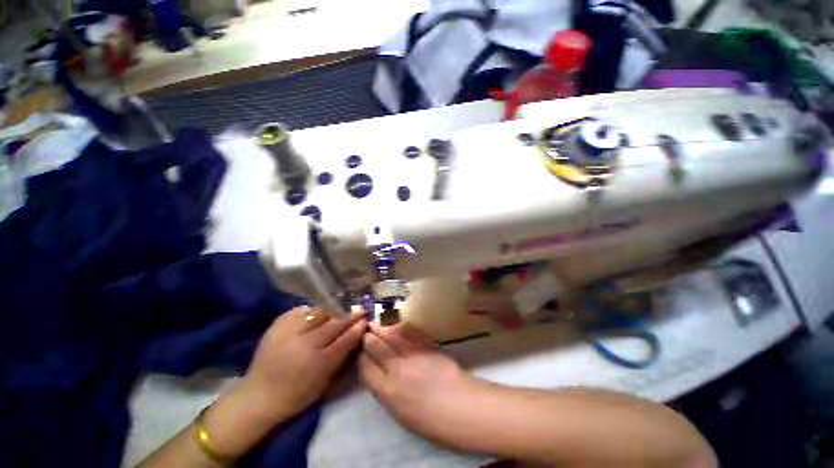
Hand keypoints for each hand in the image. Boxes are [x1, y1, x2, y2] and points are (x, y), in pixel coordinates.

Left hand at [201, 306, 365, 458]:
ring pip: (320, 312)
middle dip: (349, 316)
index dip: (357, 327)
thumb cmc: (296, 394)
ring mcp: (290, 331)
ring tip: (340, 311)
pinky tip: (317, 314)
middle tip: (359, 310)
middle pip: (334, 323)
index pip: (345, 339)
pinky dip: (313, 311)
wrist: (258, 395)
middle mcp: (304, 343)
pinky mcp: (278, 324)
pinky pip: (302, 310)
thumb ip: (343, 356)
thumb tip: (357, 333)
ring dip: (333, 311)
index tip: (365, 319)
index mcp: (317, 362)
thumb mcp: (325, 381)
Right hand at [358, 322, 479, 442]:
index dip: (361, 359)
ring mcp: (413, 354)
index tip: (361, 354)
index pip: (366, 369)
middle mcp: (397, 369)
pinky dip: (402, 328)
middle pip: (377, 348)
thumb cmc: (432, 422)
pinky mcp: (427, 346)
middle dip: (369, 339)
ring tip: (376, 324)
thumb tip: (381, 378)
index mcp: (389, 391)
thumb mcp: (402, 414)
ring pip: (393, 336)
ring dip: (383, 330)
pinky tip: (398, 325)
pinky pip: (411, 333)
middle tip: (366, 332)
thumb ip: (389, 393)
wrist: (462, 406)